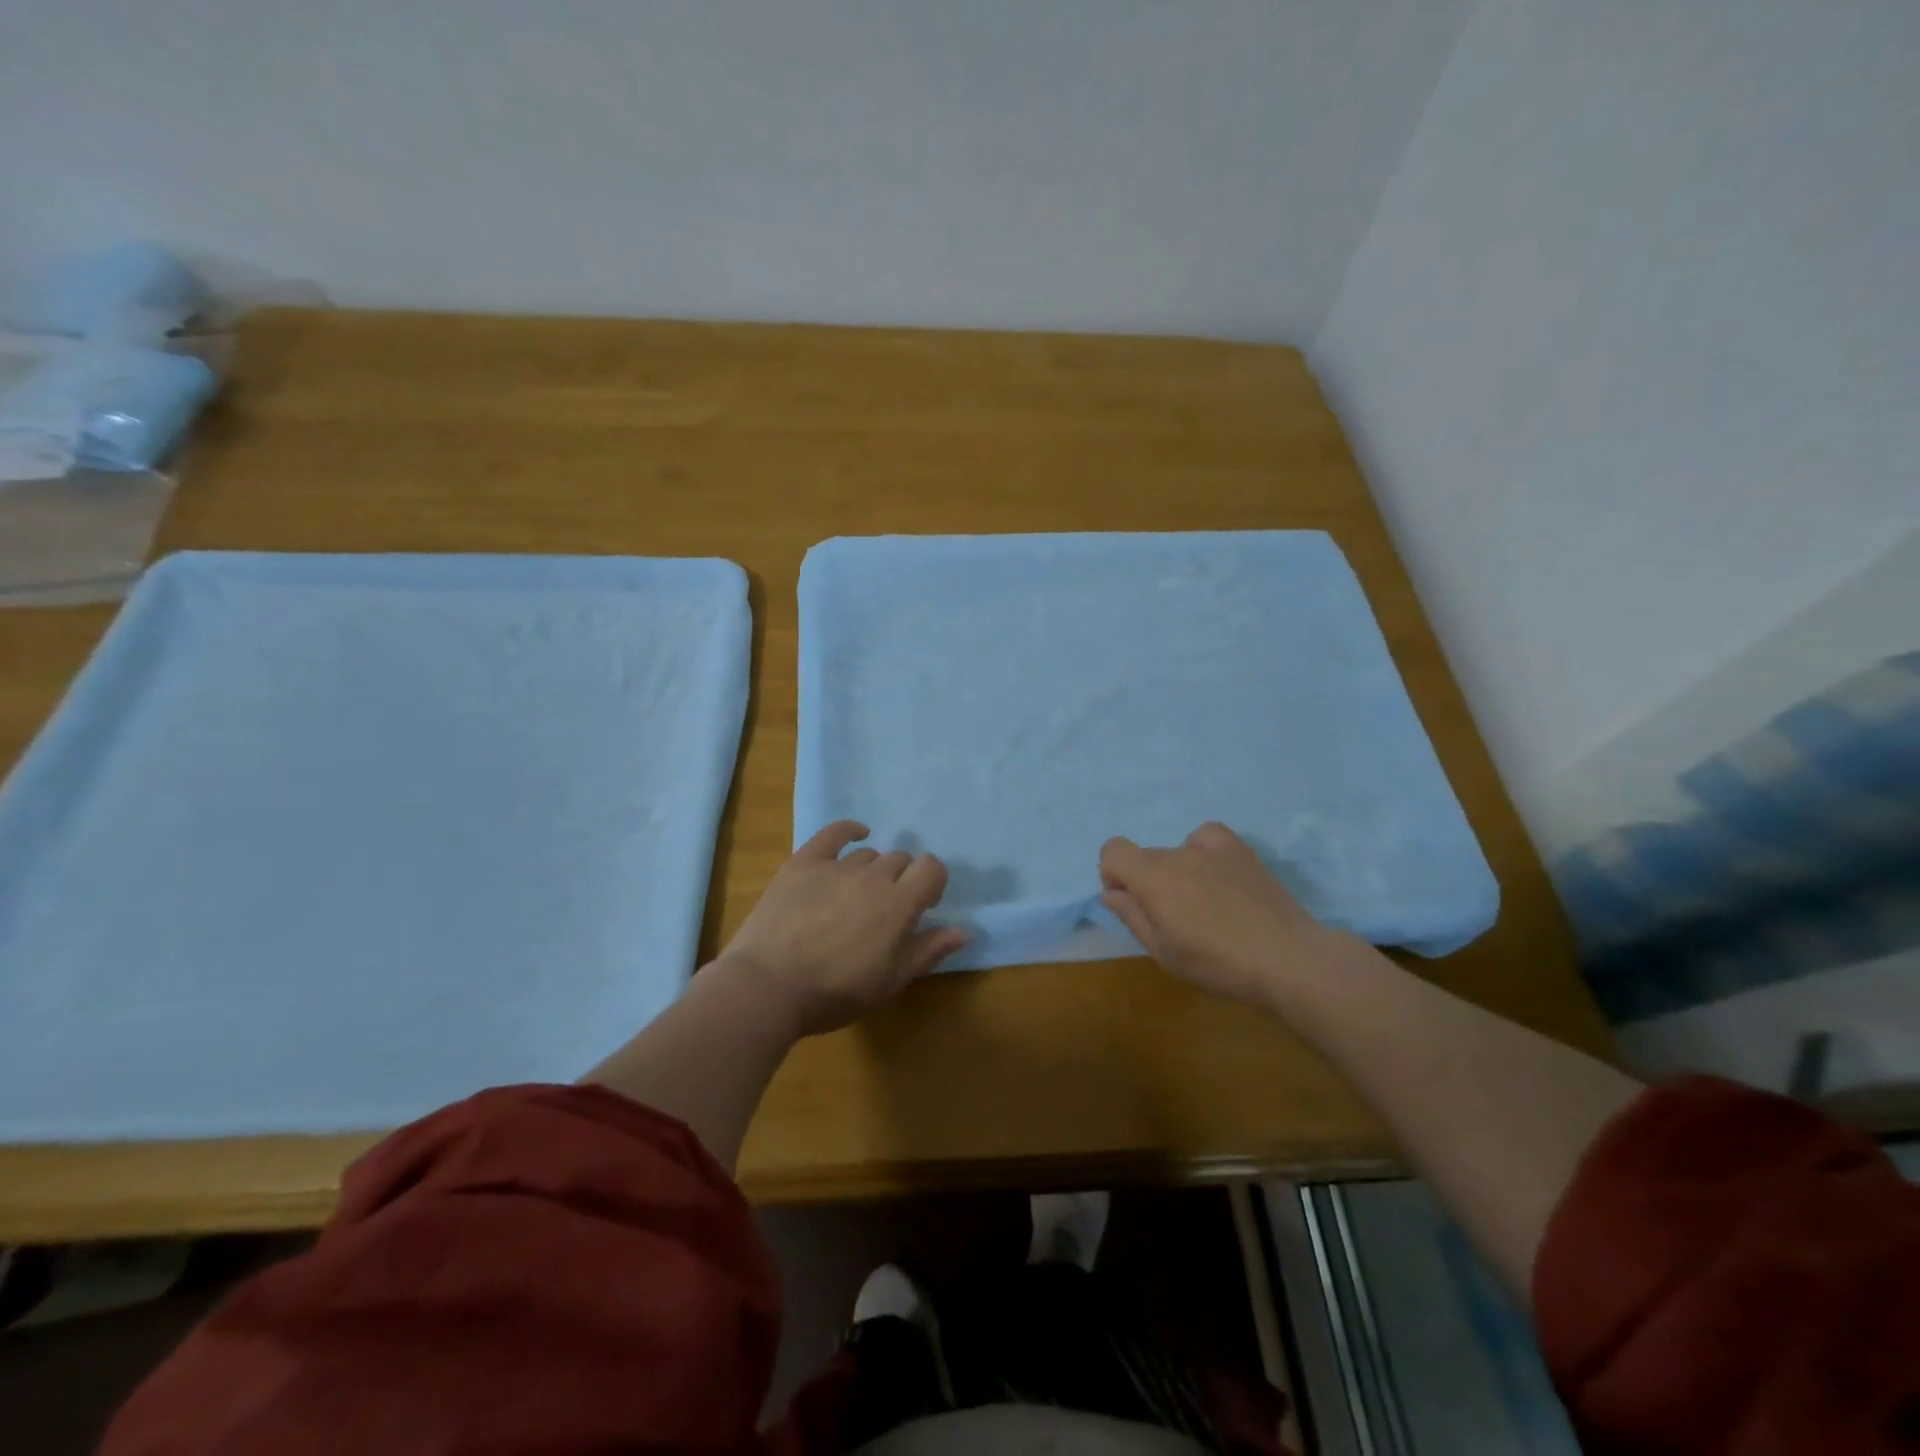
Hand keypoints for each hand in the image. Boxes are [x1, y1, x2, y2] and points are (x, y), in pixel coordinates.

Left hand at [715, 821, 966, 1036]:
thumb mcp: (890, 982)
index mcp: (899, 904)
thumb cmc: (835, 993)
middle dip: (901, 879)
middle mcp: (873, 876)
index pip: (932, 869)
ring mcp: (836, 866)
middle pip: (900, 860)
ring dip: (872, 870)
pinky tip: (856, 834)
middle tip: (886, 908)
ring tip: (856, 896)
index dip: (933, 882)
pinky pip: (833, 834)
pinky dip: (849, 831)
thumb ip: (928, 951)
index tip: (924, 903)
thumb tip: (962, 930)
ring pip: (868, 855)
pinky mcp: (804, 862)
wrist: (768, 987)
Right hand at [1099, 821, 1356, 1006]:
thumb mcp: (1164, 953)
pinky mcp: (1240, 849)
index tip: (1131, 903)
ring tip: (1205, 906)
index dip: (1113, 875)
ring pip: (1177, 853)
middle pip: (1147, 857)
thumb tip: (1111, 893)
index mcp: (1153, 877)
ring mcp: (1212, 847)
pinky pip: (1206, 838)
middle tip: (1175, 920)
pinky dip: (1203, 853)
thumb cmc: (1218, 964)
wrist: (1288, 959)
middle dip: (1149, 883)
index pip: (1112, 850)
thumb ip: (1133, 917)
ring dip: (1178, 873)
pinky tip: (1218, 878)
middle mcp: (1177, 853)